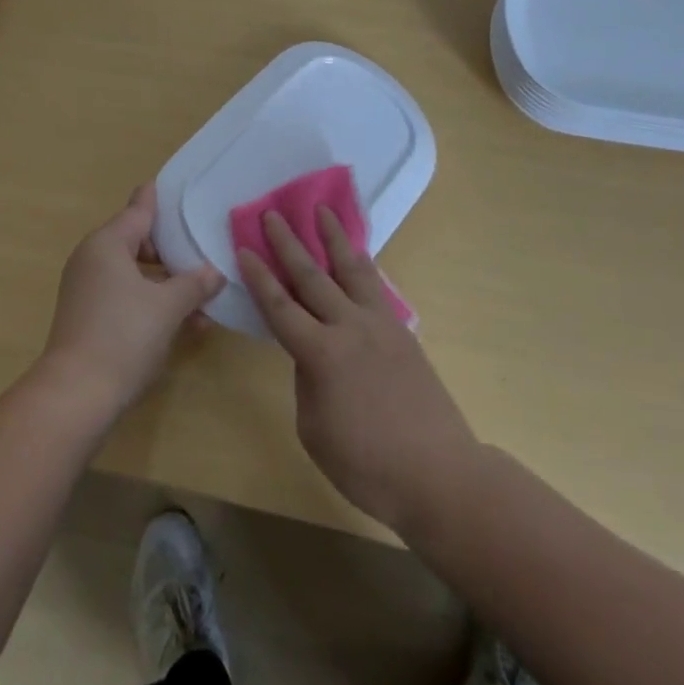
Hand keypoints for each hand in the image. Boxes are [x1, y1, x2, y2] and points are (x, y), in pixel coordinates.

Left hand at [38, 184, 224, 419]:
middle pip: (138, 240)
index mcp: (108, 242)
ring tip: (203, 297)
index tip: (179, 187)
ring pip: (134, 272)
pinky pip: (125, 295)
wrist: (75, 396)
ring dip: (167, 282)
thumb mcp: (167, 307)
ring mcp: (87, 287)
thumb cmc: (123, 335)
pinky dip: (151, 301)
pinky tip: (184, 323)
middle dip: (172, 250)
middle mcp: (93, 257)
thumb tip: (214, 272)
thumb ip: (194, 284)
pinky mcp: (87, 315)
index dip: (160, 199)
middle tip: (204, 252)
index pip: (139, 208)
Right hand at [238, 207, 477, 532]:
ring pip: (351, 269)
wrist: (439, 474)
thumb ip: (307, 382)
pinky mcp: (402, 332)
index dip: (259, 277)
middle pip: (312, 276)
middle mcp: (349, 327)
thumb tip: (312, 355)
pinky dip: (363, 265)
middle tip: (272, 213)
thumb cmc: (367, 466)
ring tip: (323, 210)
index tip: (244, 247)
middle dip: (289, 243)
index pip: (280, 306)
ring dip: (334, 237)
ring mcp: (380, 325)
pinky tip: (359, 256)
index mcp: (321, 354)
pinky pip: (376, 287)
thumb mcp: (315, 430)